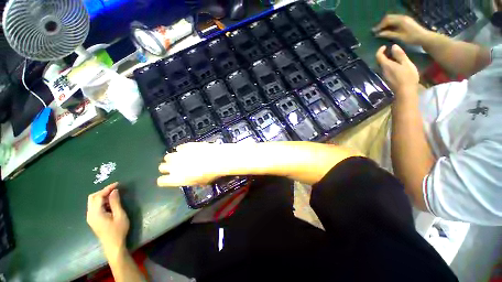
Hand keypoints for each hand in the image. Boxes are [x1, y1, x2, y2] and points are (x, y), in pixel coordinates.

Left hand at [87, 183, 128, 256]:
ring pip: (93, 202)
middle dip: (103, 191)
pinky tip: (110, 204)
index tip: (118, 184)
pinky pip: (95, 207)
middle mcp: (90, 214)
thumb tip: (114, 191)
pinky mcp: (93, 220)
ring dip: (102, 196)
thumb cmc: (118, 230)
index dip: (107, 188)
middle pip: (92, 197)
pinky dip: (102, 202)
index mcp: (95, 213)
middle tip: (115, 189)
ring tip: (114, 196)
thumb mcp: (120, 215)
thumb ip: (116, 202)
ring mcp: (90, 217)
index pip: (98, 196)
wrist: (113, 245)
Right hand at [158, 142, 231, 186]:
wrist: (218, 159)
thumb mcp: (202, 182)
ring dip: (173, 158)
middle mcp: (174, 167)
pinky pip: (180, 147)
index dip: (165, 180)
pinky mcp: (186, 145)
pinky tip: (189, 150)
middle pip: (162, 167)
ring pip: (168, 156)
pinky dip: (183, 149)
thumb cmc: (211, 175)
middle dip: (167, 167)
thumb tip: (192, 179)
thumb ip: (192, 180)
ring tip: (182, 158)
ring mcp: (179, 154)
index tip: (169, 179)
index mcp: (176, 179)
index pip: (161, 181)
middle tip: (176, 167)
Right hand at [373, 14, 430, 45]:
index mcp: (400, 20)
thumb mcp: (400, 37)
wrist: (424, 37)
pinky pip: (394, 20)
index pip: (387, 20)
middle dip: (381, 24)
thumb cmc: (412, 38)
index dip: (379, 26)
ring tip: (380, 30)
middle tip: (375, 31)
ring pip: (391, 18)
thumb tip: (379, 34)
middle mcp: (402, 17)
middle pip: (388, 17)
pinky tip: (387, 29)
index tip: (374, 32)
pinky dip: (389, 24)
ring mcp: (404, 18)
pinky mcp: (405, 20)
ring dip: (385, 23)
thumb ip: (389, 34)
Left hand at [376, 44, 418, 95]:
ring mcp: (384, 75)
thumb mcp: (406, 63)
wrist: (405, 91)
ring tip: (396, 56)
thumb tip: (393, 46)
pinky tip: (397, 65)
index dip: (380, 50)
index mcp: (386, 65)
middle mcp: (383, 70)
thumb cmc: (407, 76)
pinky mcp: (388, 79)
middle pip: (380, 61)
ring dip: (387, 60)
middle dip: (384, 55)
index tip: (385, 46)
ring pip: (383, 66)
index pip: (379, 56)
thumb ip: (399, 55)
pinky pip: (386, 70)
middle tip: (392, 50)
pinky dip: (389, 65)